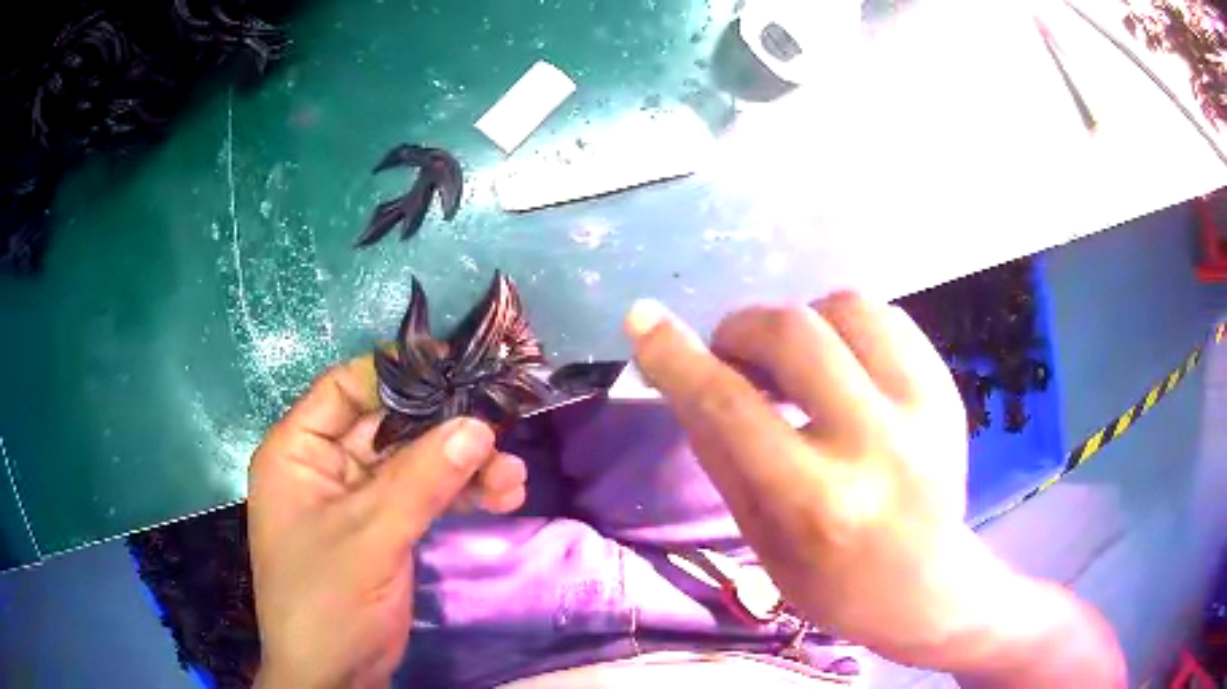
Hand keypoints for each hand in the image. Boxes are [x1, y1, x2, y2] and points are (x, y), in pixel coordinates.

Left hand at [247, 357, 526, 688]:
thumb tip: (479, 425)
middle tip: (500, 434)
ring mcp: (357, 499)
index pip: (345, 389)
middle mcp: (325, 466)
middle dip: (445, 432)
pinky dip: (459, 495)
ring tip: (511, 479)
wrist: (335, 677)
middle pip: (389, 427)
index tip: (453, 368)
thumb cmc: (327, 601)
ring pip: (414, 464)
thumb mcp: (369, 537)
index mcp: (297, 452)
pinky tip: (501, 497)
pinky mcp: (384, 528)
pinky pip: (423, 497)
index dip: (396, 374)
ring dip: (462, 468)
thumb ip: (421, 480)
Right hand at [626, 294, 1123, 683]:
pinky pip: (886, 318)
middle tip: (732, 354)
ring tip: (795, 362)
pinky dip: (847, 327)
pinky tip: (842, 365)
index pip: (730, 408)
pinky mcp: (947, 389)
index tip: (643, 321)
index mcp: (817, 502)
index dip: (677, 357)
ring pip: (846, 307)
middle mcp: (875, 445)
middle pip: (793, 334)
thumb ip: (722, 452)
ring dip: (801, 323)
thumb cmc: (833, 581)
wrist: (928, 586)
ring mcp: (924, 409)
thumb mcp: (761, 537)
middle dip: (742, 329)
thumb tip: (686, 377)